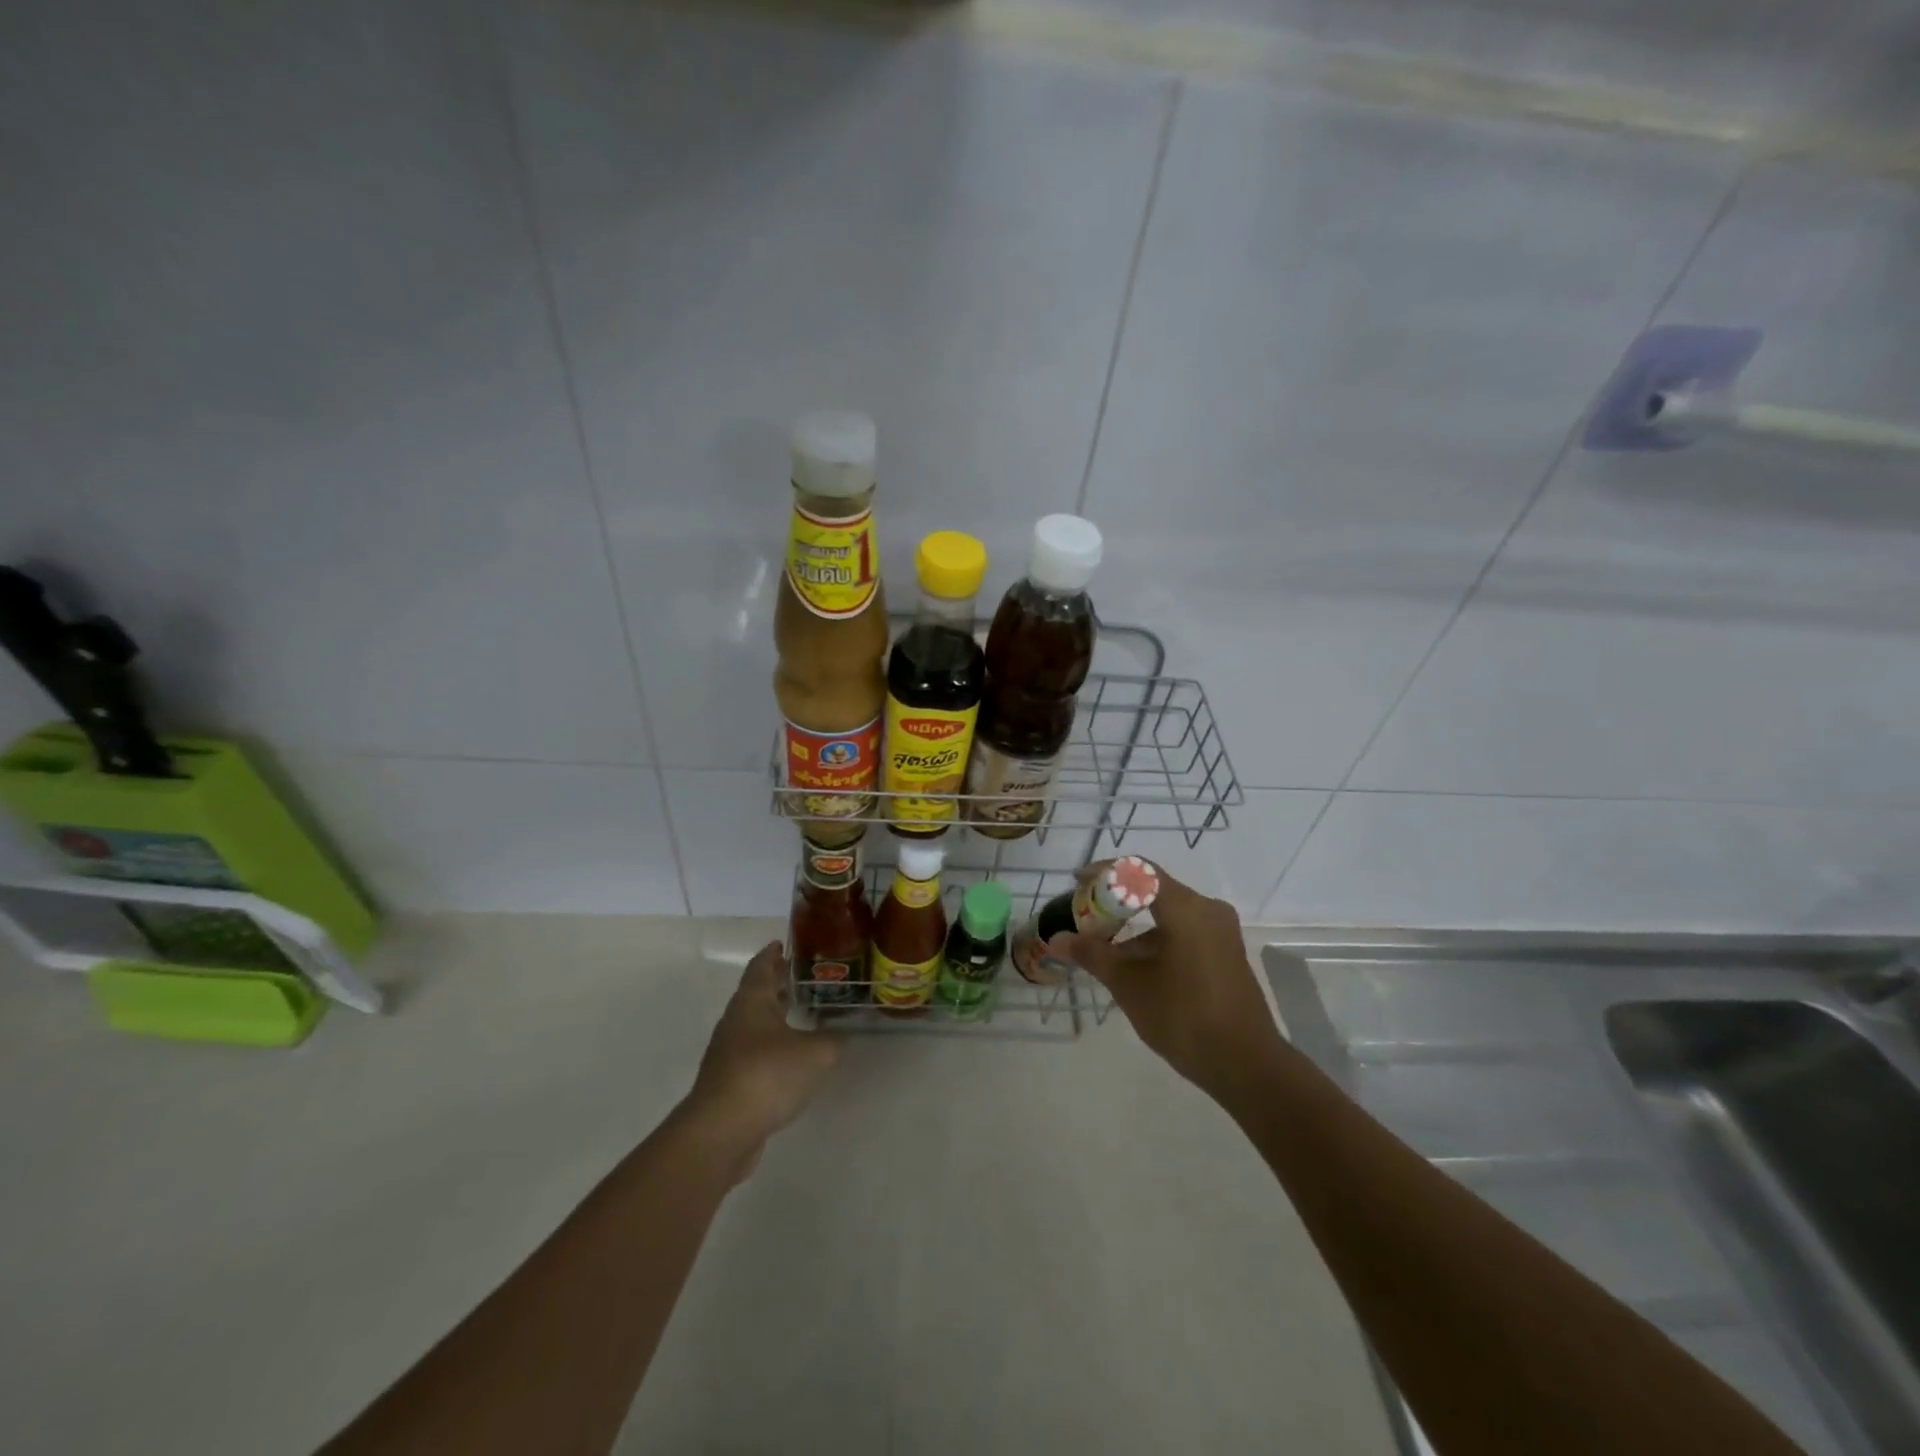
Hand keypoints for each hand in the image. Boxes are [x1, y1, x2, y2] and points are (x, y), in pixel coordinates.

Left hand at [689, 942, 843, 1156]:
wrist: (721, 1132)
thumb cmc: (767, 1075)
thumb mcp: (816, 1053)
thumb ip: (833, 1039)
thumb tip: (840, 1034)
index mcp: (752, 1001)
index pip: (762, 965)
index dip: (774, 953)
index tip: (787, 943)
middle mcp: (736, 1021)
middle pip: (757, 993)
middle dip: (779, 983)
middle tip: (807, 977)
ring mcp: (729, 1053)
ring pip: (756, 1024)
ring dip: (777, 1016)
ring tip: (805, 1014)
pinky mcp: (731, 1082)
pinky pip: (755, 1053)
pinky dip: (774, 1046)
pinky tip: (794, 1057)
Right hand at [1050, 867, 1284, 1095]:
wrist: (1246, 1065)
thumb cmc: (1183, 1017)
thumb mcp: (1130, 986)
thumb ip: (1093, 955)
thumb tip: (1057, 939)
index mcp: (1187, 909)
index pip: (1139, 871)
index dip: (1104, 872)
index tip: (1077, 883)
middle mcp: (1207, 910)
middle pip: (1153, 890)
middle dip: (1115, 900)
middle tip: (1085, 916)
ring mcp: (1220, 932)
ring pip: (1168, 913)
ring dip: (1133, 924)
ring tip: (1101, 946)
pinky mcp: (1224, 952)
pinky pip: (1183, 931)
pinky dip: (1154, 939)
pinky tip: (1132, 965)